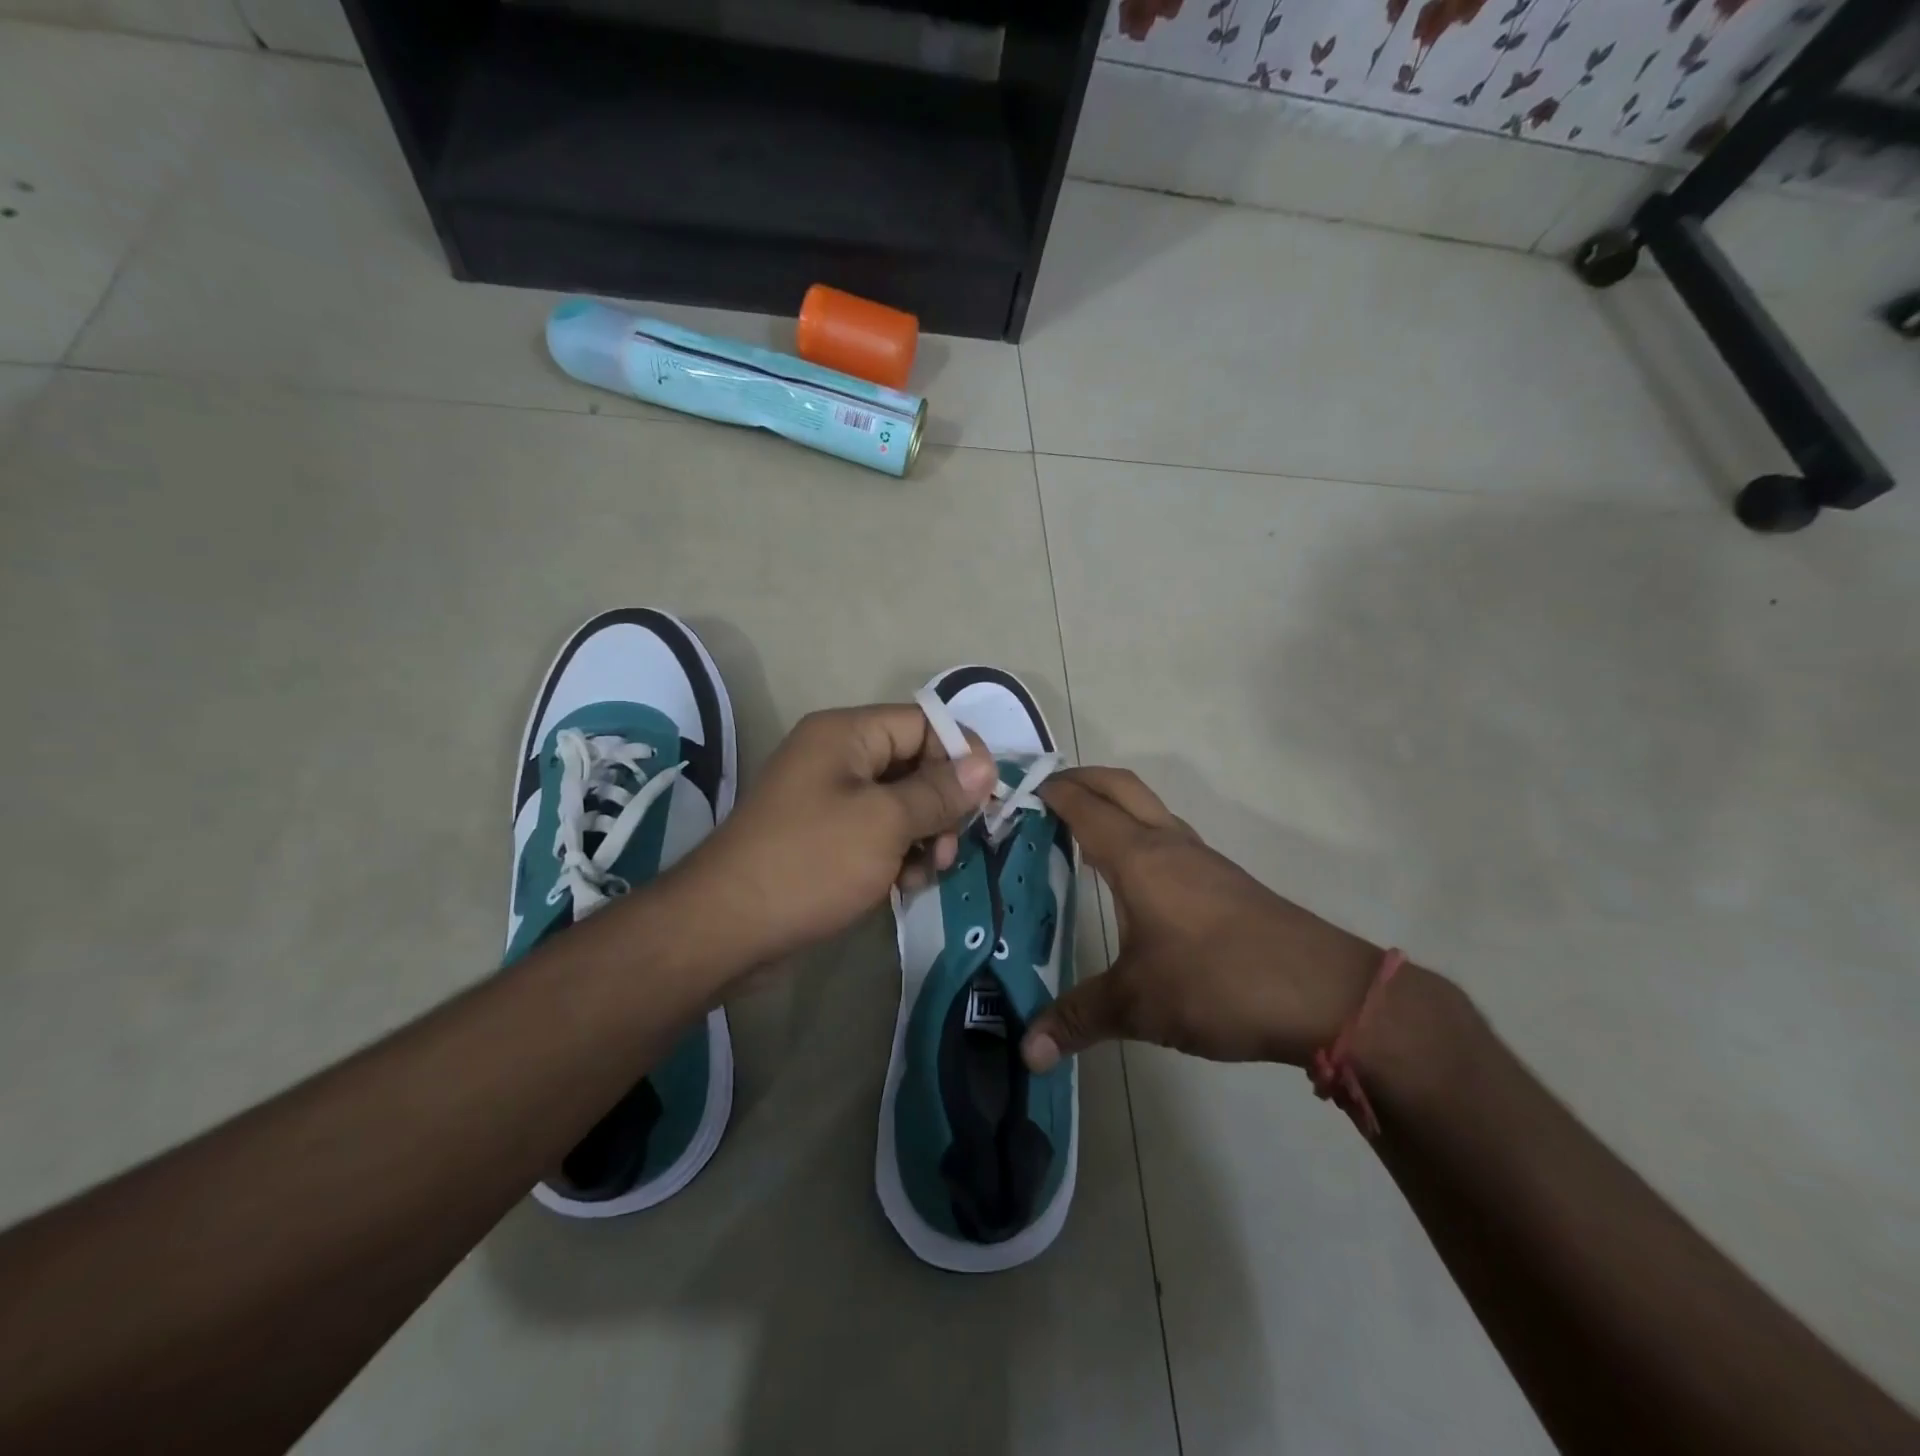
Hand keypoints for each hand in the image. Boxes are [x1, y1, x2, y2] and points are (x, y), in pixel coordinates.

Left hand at [672, 705, 995, 970]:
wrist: (727, 928)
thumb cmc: (810, 863)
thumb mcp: (884, 823)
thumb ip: (939, 791)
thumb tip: (987, 764)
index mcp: (847, 734)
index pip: (924, 723)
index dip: (961, 755)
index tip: (987, 799)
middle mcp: (838, 757)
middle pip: (915, 763)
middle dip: (942, 805)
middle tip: (947, 848)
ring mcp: (829, 798)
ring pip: (901, 803)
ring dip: (923, 836)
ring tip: (925, 873)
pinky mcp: (825, 836)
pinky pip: (878, 832)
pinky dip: (897, 854)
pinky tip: (902, 886)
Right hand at [1020, 768, 1383, 1071]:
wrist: (1323, 994)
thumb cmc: (1217, 982)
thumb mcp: (1138, 1004)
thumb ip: (1078, 1019)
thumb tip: (1026, 1052)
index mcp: (1139, 857)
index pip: (1084, 807)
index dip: (1050, 793)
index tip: (1017, 792)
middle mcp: (1169, 844)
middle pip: (1120, 786)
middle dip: (1081, 779)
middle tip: (1045, 794)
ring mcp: (1202, 859)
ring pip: (1149, 808)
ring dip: (1114, 805)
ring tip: (1079, 834)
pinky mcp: (1225, 881)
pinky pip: (1169, 837)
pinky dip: (1138, 835)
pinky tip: (1132, 878)